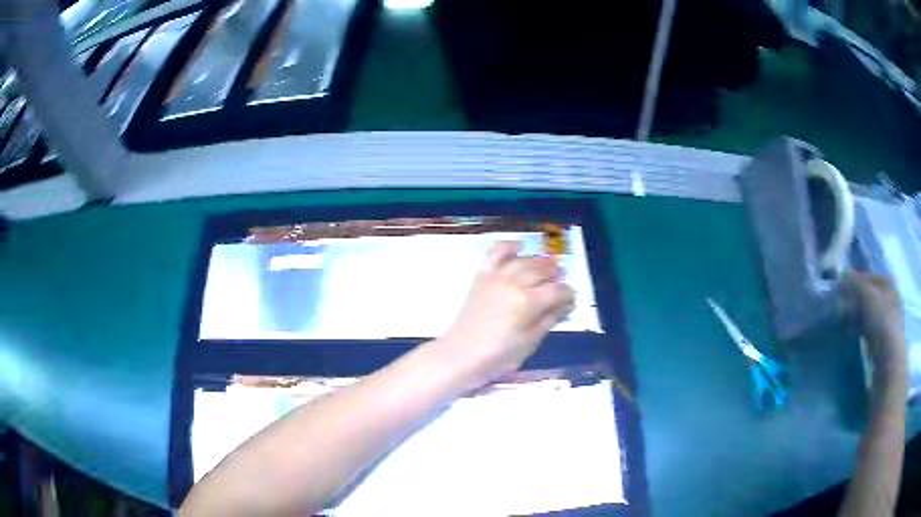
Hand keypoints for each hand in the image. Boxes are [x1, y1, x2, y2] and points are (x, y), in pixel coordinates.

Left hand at [434, 242, 574, 388]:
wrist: (461, 355)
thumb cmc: (498, 356)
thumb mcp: (530, 342)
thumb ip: (549, 320)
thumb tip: (565, 305)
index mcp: (527, 303)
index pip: (556, 291)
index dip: (568, 294)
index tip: (571, 300)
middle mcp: (513, 284)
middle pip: (541, 271)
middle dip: (555, 274)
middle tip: (561, 280)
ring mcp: (495, 277)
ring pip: (523, 261)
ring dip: (538, 261)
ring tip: (548, 266)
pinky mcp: (481, 277)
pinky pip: (495, 254)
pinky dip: (508, 247)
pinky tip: (518, 245)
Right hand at [843, 271, 906, 381]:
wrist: (888, 356)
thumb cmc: (881, 319)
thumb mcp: (867, 295)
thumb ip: (855, 282)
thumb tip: (843, 273)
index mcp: (888, 283)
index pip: (868, 277)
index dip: (854, 281)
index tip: (841, 289)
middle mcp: (889, 298)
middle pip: (868, 295)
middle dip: (855, 300)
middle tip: (841, 307)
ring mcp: (886, 320)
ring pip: (868, 313)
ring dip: (856, 316)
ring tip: (844, 322)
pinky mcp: (881, 339)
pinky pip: (868, 329)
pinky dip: (860, 329)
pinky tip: (852, 334)